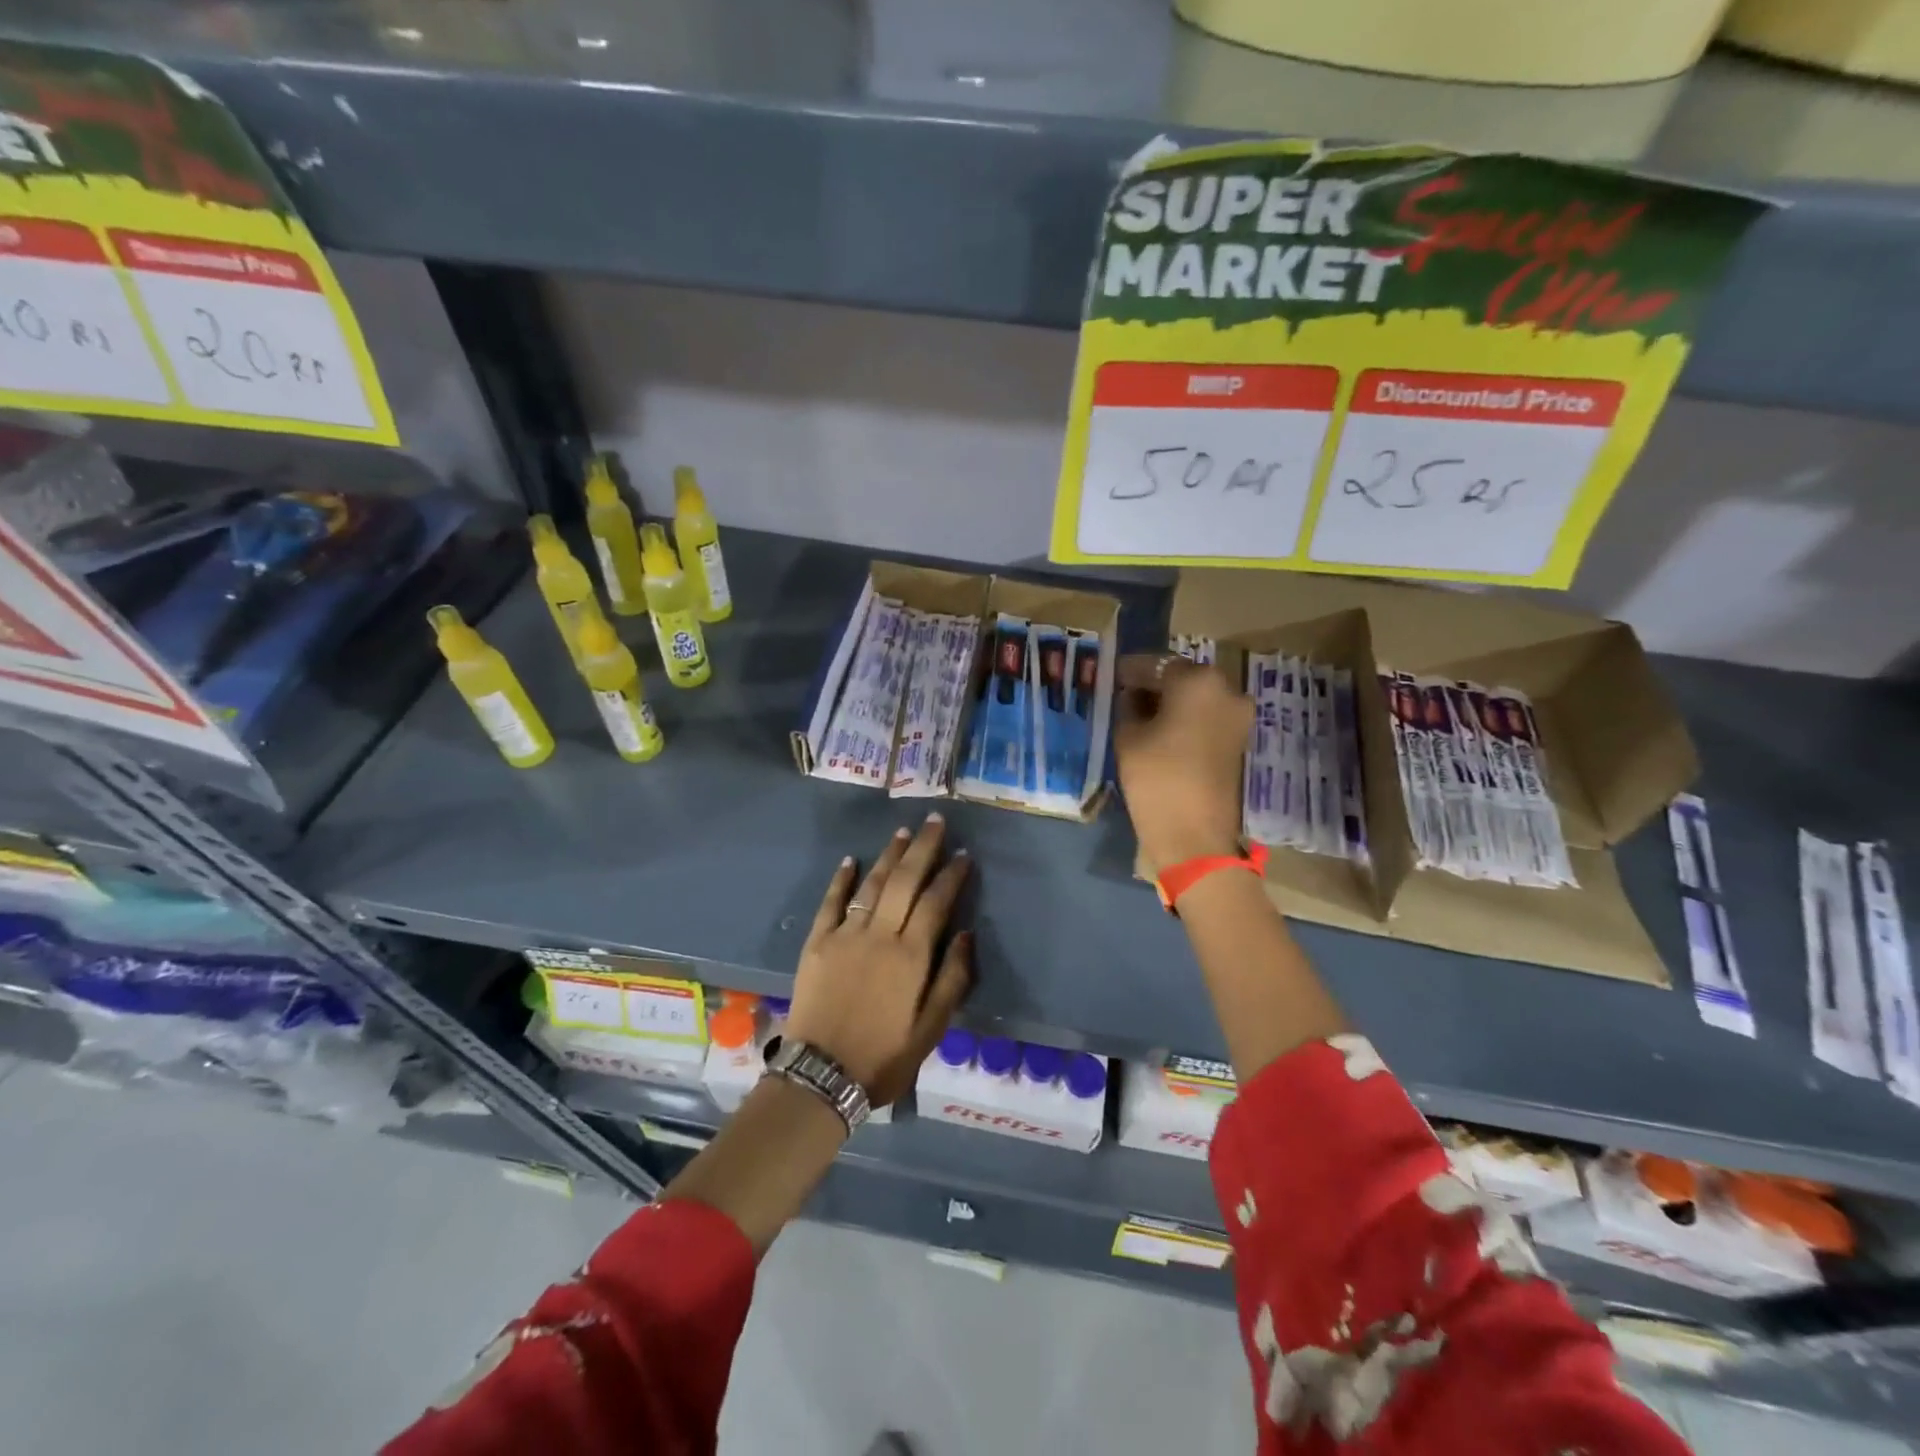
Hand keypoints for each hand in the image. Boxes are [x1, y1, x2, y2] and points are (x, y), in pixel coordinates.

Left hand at [785, 814, 974, 1106]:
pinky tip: (851, 861)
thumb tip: (966, 934)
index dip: (952, 875)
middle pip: (905, 881)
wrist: (821, 1075)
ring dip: (888, 856)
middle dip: (922, 848)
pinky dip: (841, 880)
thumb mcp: (931, 1030)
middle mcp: (880, 935)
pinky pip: (831, 903)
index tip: (963, 854)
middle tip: (934, 821)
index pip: (936, 902)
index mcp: (911, 956)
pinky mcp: (817, 943)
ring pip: (872, 885)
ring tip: (902, 833)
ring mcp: (845, 935)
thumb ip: (952, 979)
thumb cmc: (884, 1058)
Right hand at [1113, 654, 1252, 871]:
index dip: (1131, 671)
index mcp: (1197, 681)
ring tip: (1141, 714)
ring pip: (1198, 697)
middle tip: (1126, 694)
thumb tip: (1132, 695)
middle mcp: (1226, 689)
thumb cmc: (1156, 779)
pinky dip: (1187, 718)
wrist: (1195, 835)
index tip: (1112, 676)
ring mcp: (1238, 715)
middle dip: (1155, 684)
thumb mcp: (1128, 737)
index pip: (1156, 664)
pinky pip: (1208, 716)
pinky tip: (1162, 731)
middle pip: (1182, 677)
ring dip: (1172, 701)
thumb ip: (1129, 706)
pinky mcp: (1239, 739)